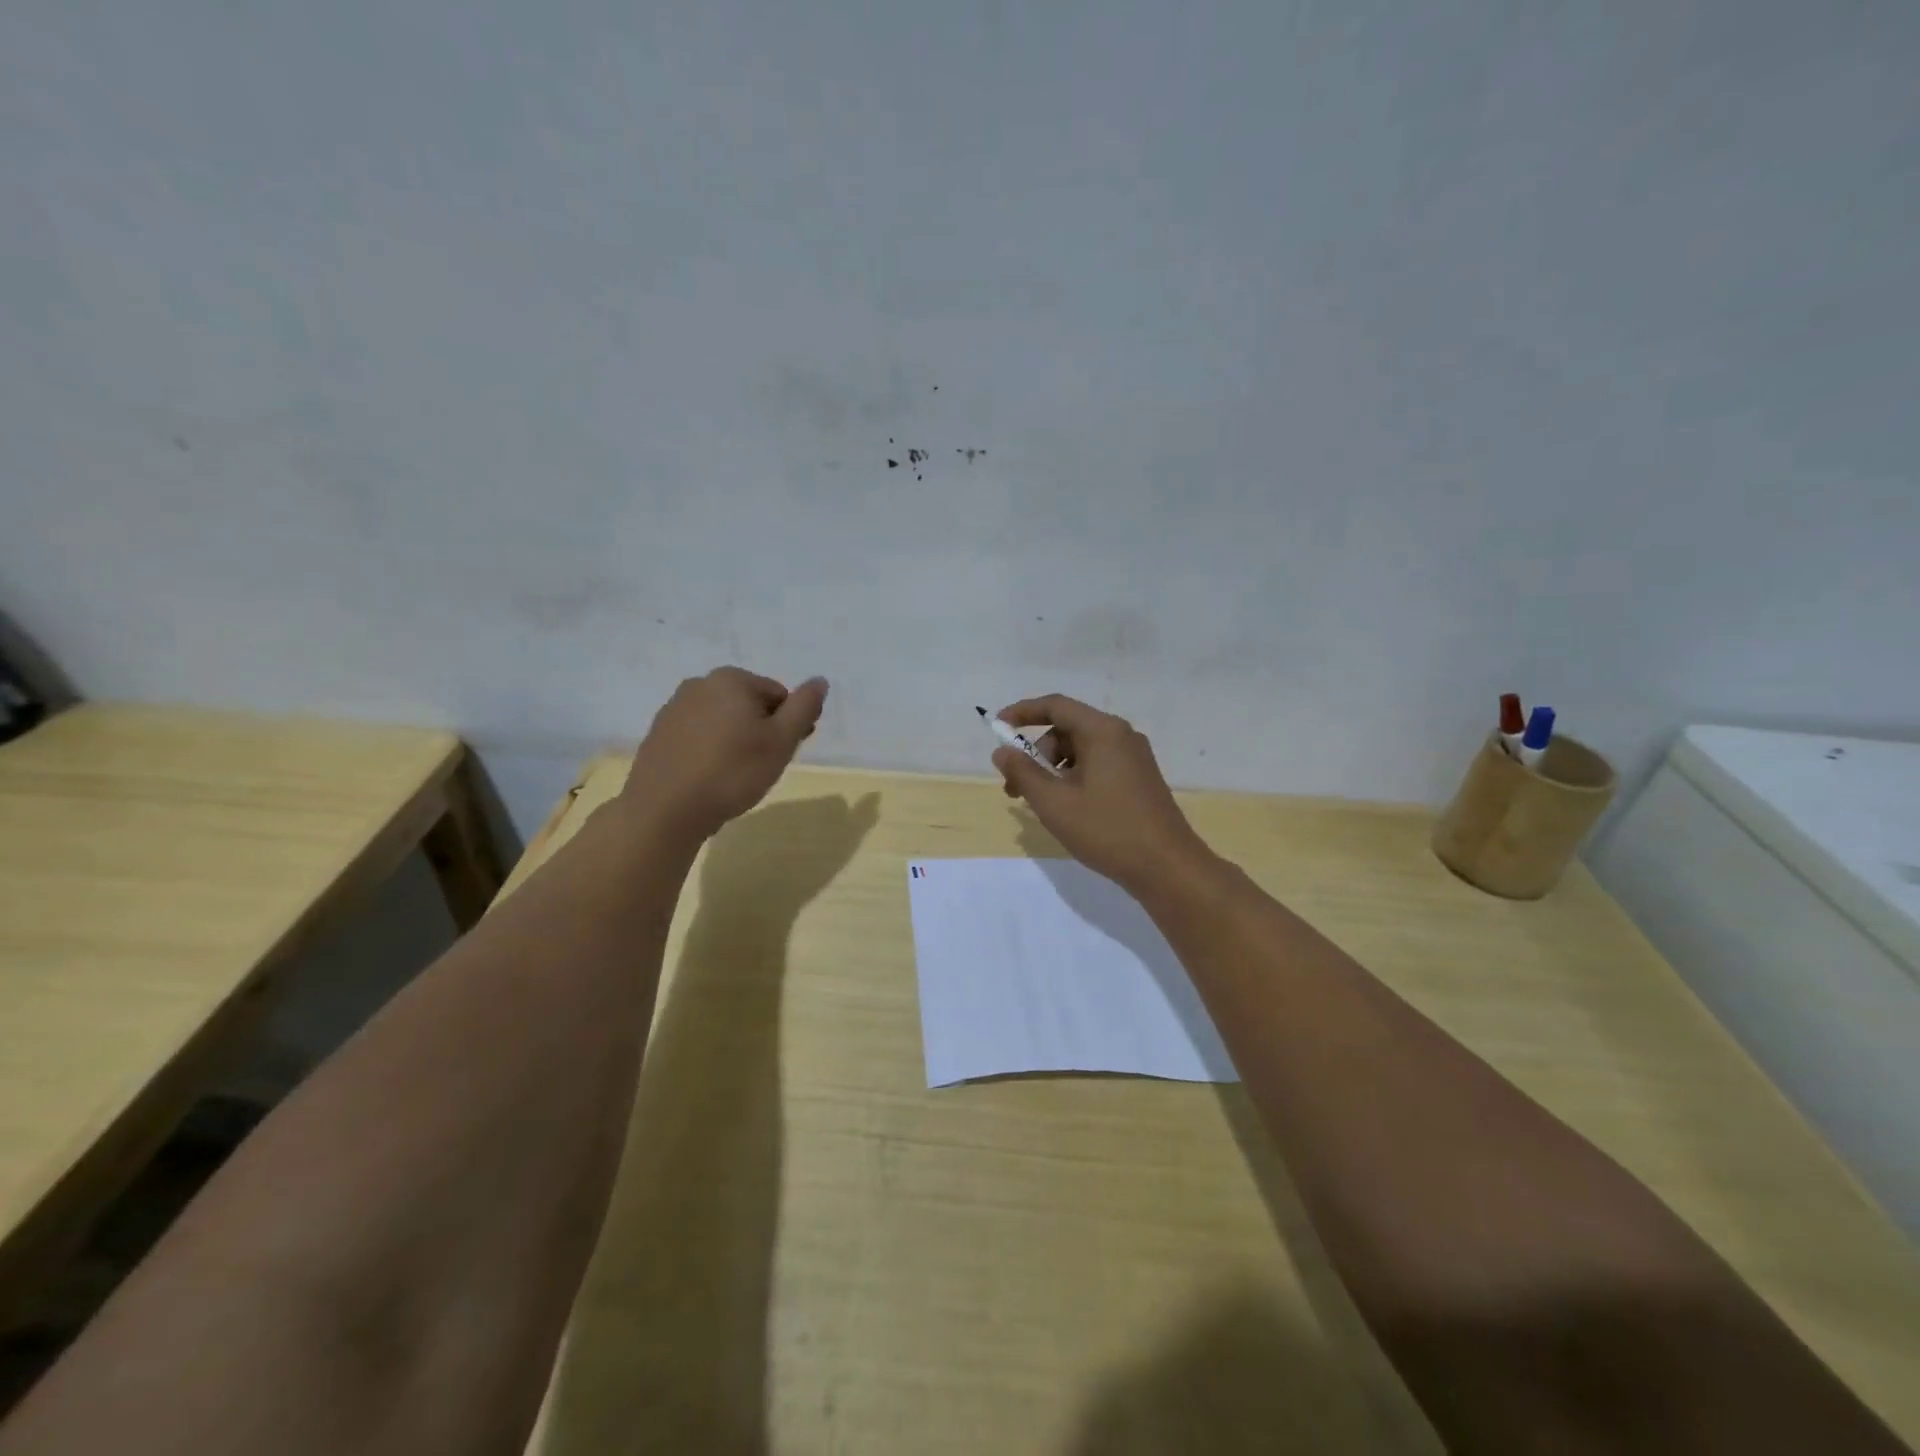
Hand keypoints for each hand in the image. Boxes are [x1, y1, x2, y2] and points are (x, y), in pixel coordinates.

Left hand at [619, 667, 827, 841]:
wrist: (665, 810)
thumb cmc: (732, 772)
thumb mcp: (781, 741)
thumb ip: (804, 708)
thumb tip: (820, 681)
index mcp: (731, 679)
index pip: (778, 695)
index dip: (789, 725)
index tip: (785, 753)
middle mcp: (699, 684)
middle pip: (748, 705)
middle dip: (761, 731)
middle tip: (763, 767)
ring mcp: (673, 709)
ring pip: (722, 721)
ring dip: (735, 741)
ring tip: (736, 776)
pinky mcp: (658, 735)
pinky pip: (697, 737)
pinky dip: (710, 751)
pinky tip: (710, 778)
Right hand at [992, 694, 1214, 895]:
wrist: (1167, 867)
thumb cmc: (1107, 830)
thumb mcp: (1054, 803)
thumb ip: (1023, 773)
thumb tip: (1003, 752)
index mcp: (1103, 731)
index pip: (1055, 706)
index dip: (1022, 712)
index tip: (997, 728)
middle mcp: (1121, 735)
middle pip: (1067, 728)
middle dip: (1036, 753)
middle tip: (1015, 787)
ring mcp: (1134, 757)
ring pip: (1082, 749)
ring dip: (1054, 769)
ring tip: (1041, 804)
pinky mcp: (1140, 778)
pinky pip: (1098, 764)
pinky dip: (1074, 777)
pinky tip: (1067, 808)